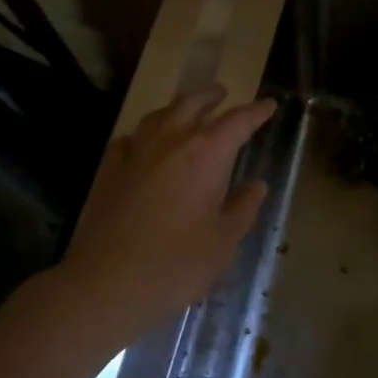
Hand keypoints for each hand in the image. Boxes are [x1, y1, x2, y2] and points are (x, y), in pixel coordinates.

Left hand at [59, 86, 276, 330]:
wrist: (108, 283)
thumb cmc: (178, 263)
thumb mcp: (224, 241)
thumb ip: (243, 208)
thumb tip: (256, 186)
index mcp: (207, 153)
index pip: (238, 121)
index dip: (256, 112)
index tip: (269, 105)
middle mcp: (171, 142)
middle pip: (193, 104)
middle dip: (212, 97)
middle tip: (223, 94)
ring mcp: (136, 153)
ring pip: (159, 115)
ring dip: (178, 107)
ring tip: (187, 110)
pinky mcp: (109, 171)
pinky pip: (129, 139)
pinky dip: (143, 134)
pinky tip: (142, 143)